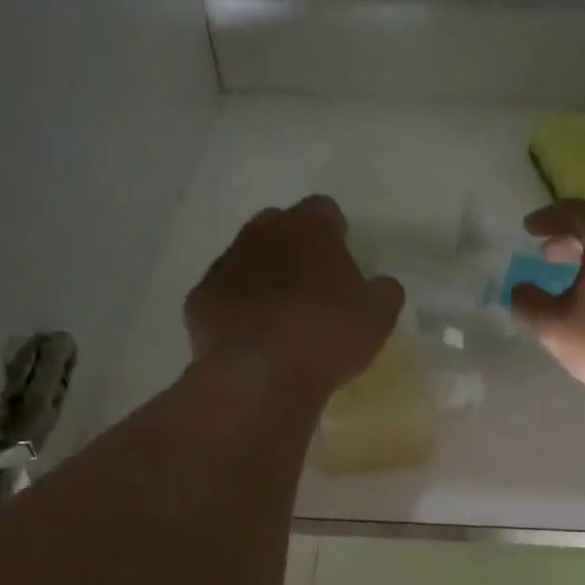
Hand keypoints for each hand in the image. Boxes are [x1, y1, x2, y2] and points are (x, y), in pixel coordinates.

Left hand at [185, 196, 404, 397]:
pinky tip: (249, 337)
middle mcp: (262, 234)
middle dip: (293, 246)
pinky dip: (235, 308)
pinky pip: (222, 294)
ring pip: (245, 258)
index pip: (324, 209)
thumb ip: (384, 291)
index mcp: (310, 229)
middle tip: (310, 284)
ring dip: (261, 275)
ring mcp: (225, 264)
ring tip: (278, 314)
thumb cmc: (329, 336)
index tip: (342, 257)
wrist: (261, 374)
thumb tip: (382, 284)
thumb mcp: (378, 317)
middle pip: (278, 226)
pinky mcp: (200, 298)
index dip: (334, 231)